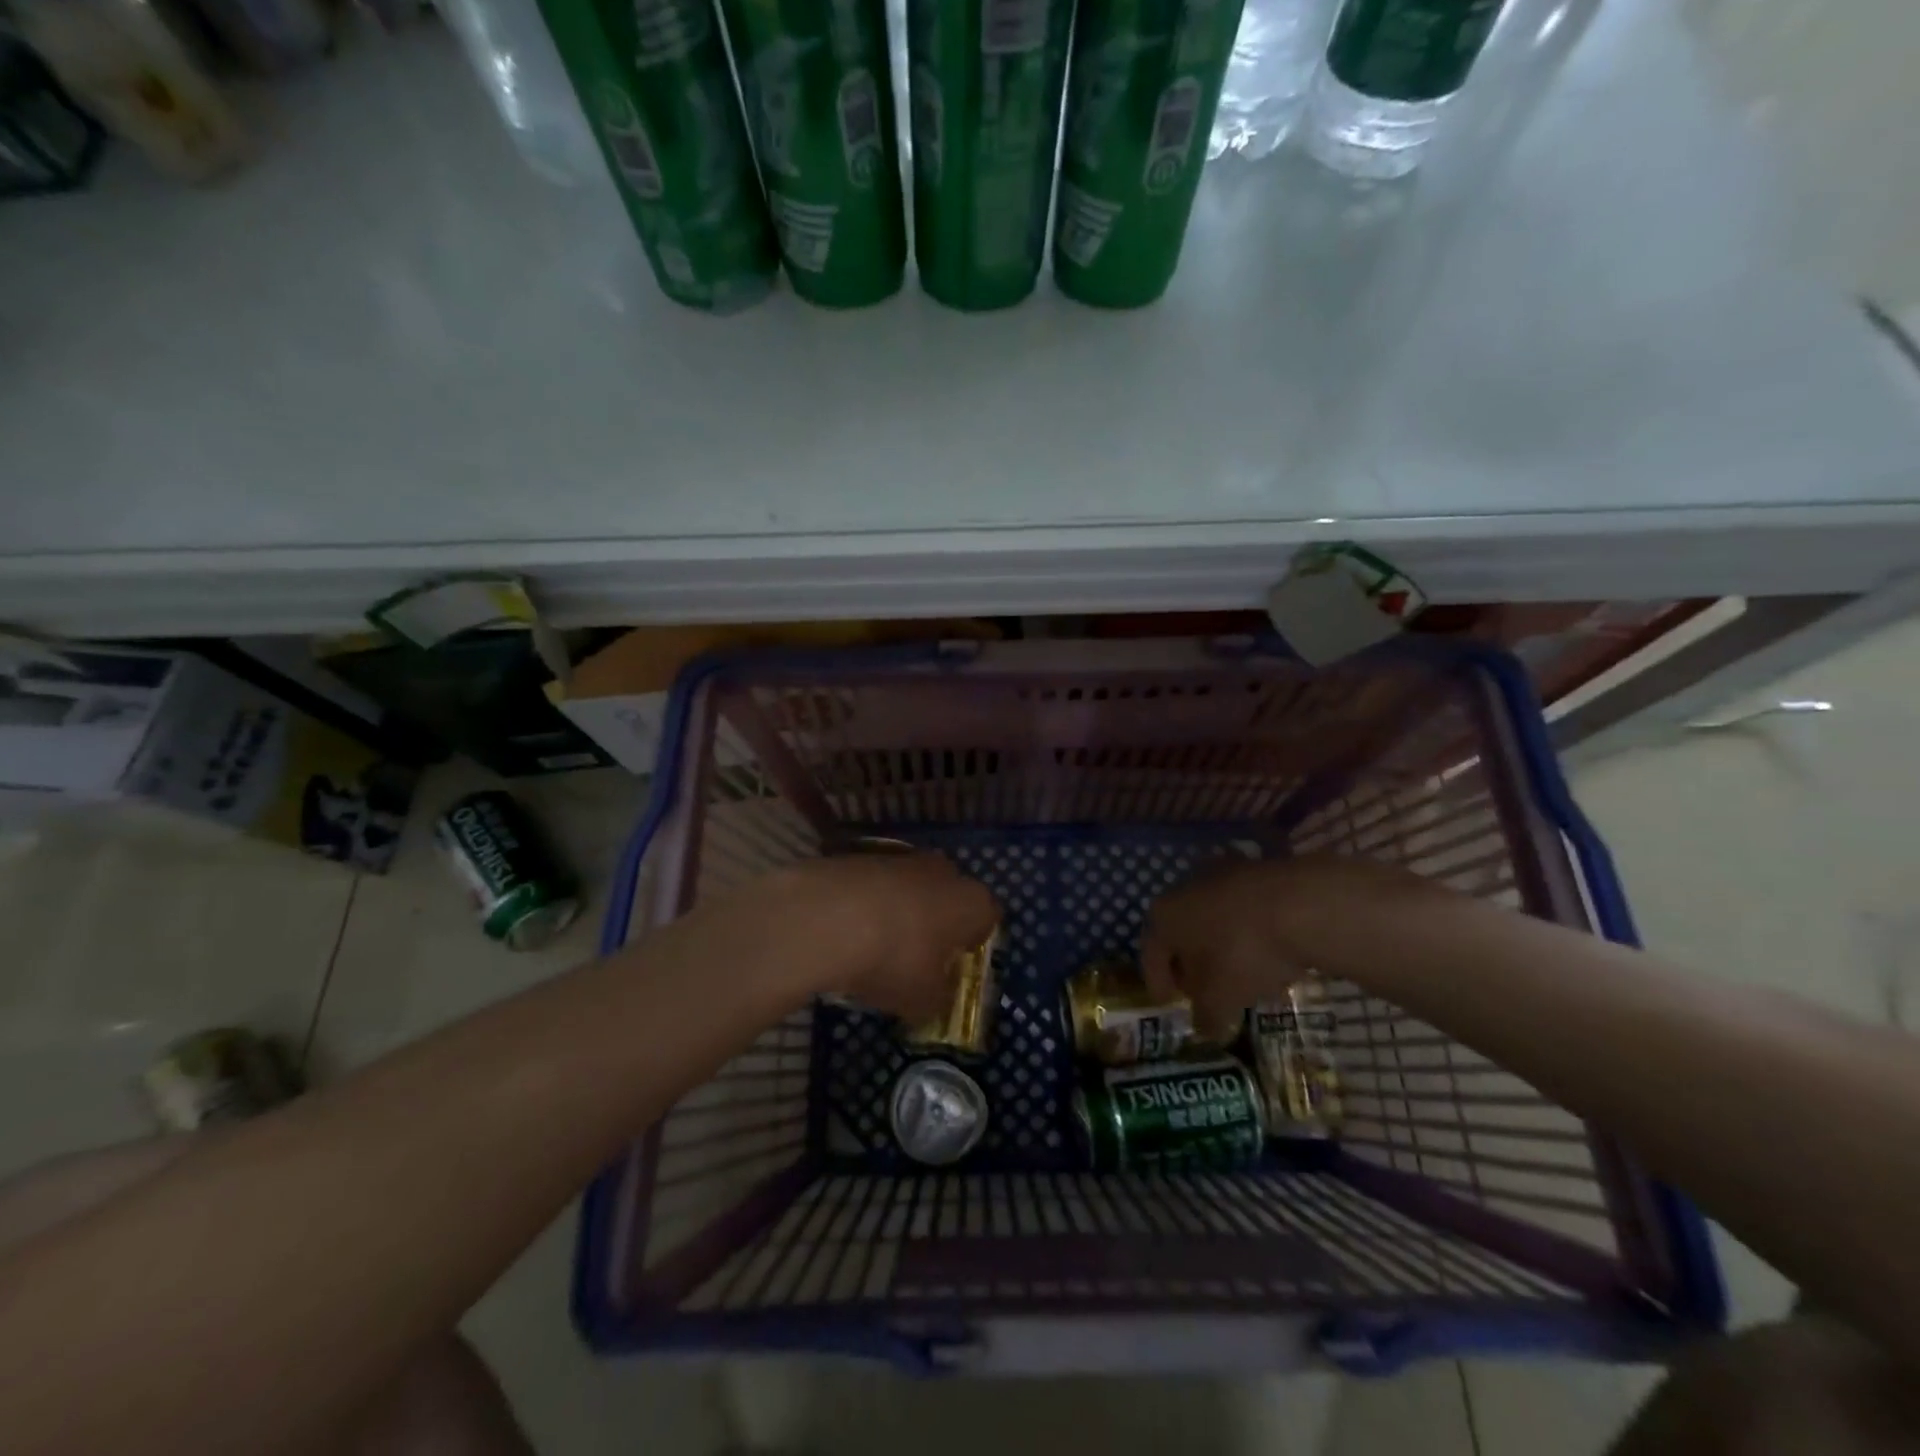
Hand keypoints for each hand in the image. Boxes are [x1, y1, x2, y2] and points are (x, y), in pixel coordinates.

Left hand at [767, 853, 999, 1023]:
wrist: (828, 916)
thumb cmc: (895, 959)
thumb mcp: (923, 1000)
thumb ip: (938, 1000)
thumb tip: (937, 999)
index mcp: (972, 902)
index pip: (988, 918)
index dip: (972, 944)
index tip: (954, 967)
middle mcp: (944, 872)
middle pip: (949, 897)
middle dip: (937, 923)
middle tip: (918, 957)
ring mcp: (902, 859)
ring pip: (911, 888)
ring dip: (900, 912)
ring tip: (876, 947)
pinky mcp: (863, 856)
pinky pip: (876, 885)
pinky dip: (868, 904)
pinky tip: (848, 932)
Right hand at [1141, 855, 1436, 1035]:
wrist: (1301, 904)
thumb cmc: (1243, 953)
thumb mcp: (1220, 998)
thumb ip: (1206, 1015)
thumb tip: (1204, 1026)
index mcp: (1163, 915)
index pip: (1150, 955)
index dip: (1160, 984)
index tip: (1171, 1005)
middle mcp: (1183, 887)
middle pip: (1181, 932)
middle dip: (1190, 963)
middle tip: (1204, 991)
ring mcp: (1222, 874)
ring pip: (1213, 918)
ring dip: (1221, 946)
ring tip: (1242, 975)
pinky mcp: (1256, 869)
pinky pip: (1243, 909)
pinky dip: (1248, 931)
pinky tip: (1268, 953)